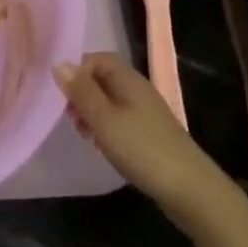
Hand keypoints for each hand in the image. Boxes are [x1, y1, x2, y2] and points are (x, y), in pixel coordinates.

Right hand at [55, 53, 238, 233]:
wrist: (188, 188)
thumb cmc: (141, 148)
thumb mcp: (104, 119)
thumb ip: (82, 91)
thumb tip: (59, 63)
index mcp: (128, 80)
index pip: (98, 58)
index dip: (77, 70)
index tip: (62, 94)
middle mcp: (138, 90)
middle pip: (103, 79)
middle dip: (82, 93)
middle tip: (71, 117)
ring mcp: (146, 112)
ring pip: (109, 101)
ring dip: (91, 112)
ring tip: (84, 134)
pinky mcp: (149, 133)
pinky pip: (119, 119)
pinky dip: (105, 127)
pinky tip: (101, 145)